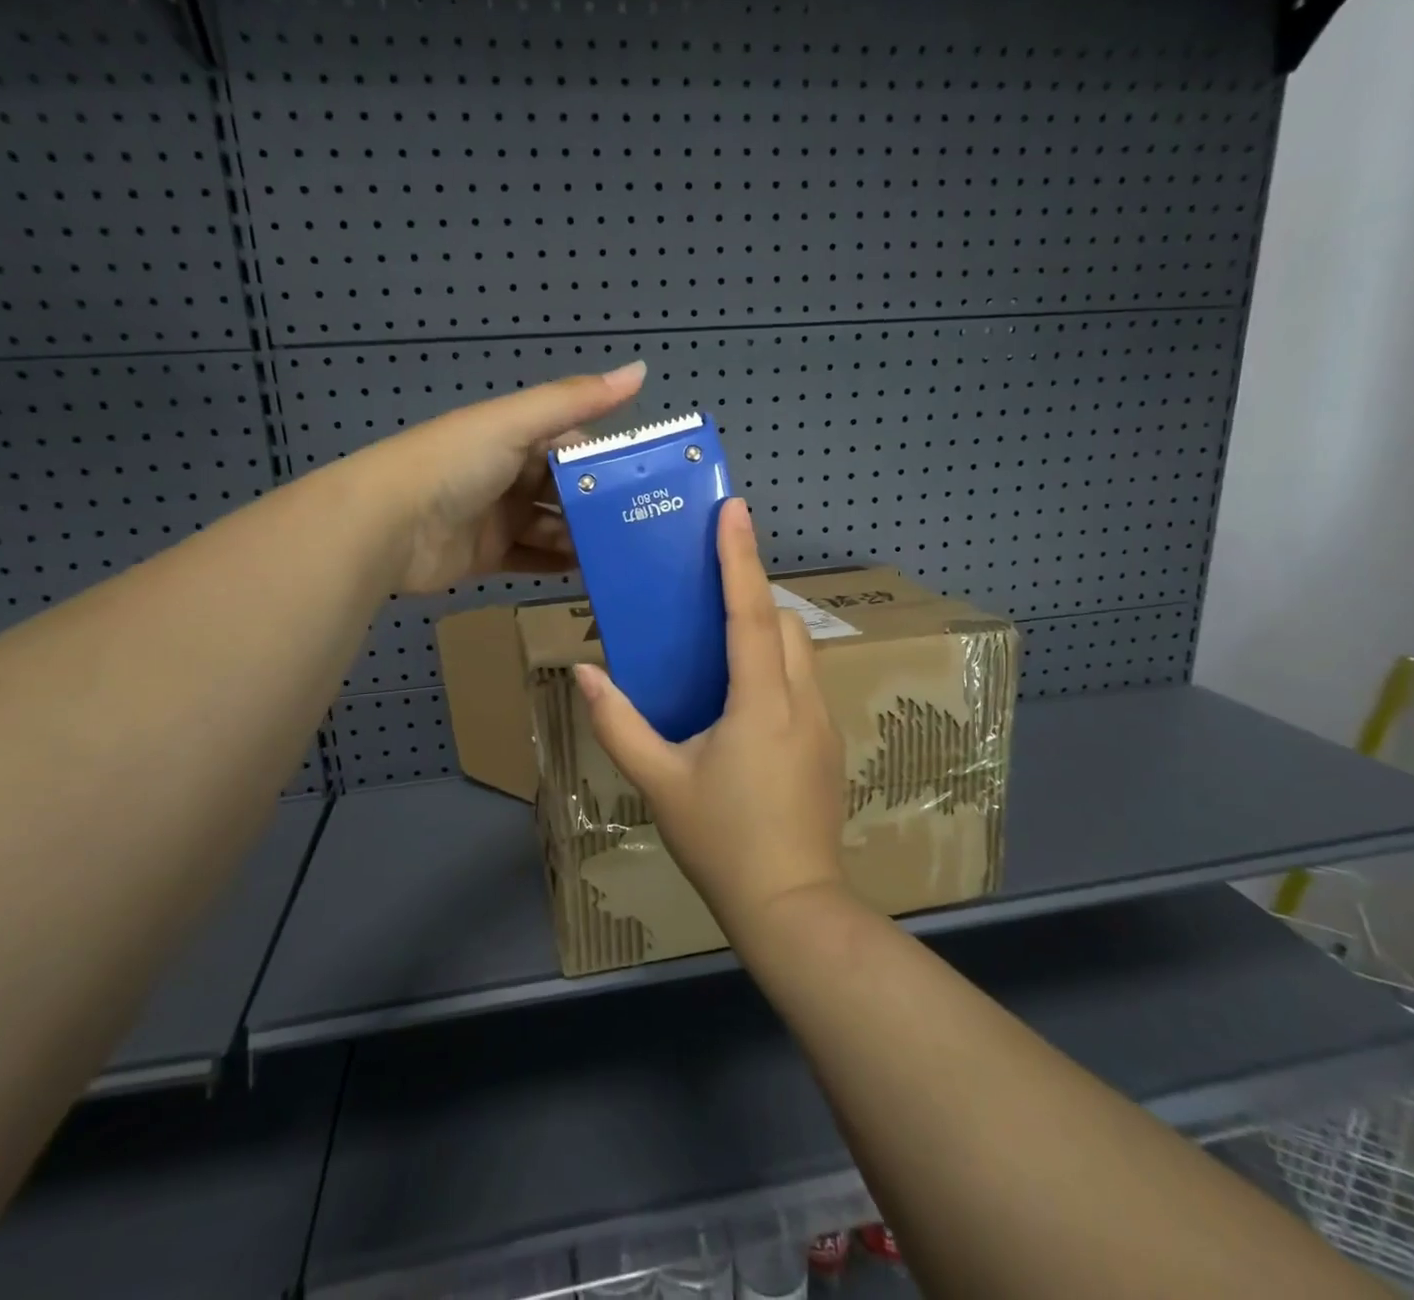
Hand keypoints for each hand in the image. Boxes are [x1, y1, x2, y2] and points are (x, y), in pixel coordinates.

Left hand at [361, 362, 645, 593]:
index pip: (574, 443)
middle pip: (566, 489)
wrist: (386, 525)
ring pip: (553, 527)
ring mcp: (497, 517)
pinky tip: (592, 575)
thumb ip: (576, 400)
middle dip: (601, 505)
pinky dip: (559, 566)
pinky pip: (533, 560)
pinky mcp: (487, 556)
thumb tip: (642, 369)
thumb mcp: (516, 424)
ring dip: (584, 538)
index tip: (652, 480)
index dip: (609, 459)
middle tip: (647, 526)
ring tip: (626, 554)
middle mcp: (509, 474)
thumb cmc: (454, 464)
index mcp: (515, 436)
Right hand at [573, 499, 848, 930]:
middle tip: (710, 592)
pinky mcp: (829, 745)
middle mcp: (801, 699)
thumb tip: (584, 673)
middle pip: (784, 623)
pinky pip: (804, 682)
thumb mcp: (659, 782)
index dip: (739, 557)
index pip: (749, 612)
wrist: (791, 906)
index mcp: (761, 701)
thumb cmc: (721, 841)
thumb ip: (619, 724)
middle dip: (752, 595)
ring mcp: (823, 723)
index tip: (732, 509)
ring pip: (800, 651)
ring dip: (767, 632)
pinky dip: (776, 666)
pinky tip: (743, 701)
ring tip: (722, 644)